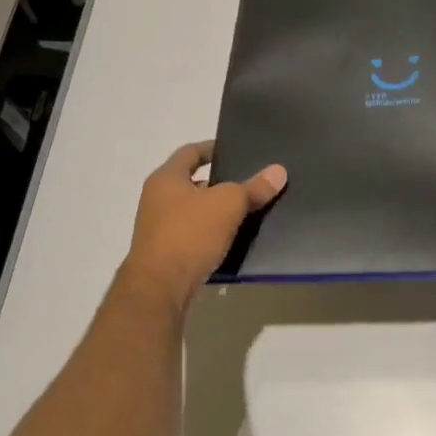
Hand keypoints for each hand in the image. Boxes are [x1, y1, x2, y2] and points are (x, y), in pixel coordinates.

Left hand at [121, 141, 286, 310]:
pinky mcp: (164, 254)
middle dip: (219, 183)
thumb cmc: (190, 233)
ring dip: (215, 211)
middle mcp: (156, 199)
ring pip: (193, 211)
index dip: (212, 149)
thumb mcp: (229, 204)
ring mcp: (157, 228)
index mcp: (166, 178)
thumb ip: (253, 187)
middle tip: (247, 183)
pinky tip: (232, 241)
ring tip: (246, 212)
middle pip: (191, 183)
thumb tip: (278, 171)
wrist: (160, 286)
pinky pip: (192, 236)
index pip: (190, 152)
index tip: (233, 150)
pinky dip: (210, 234)